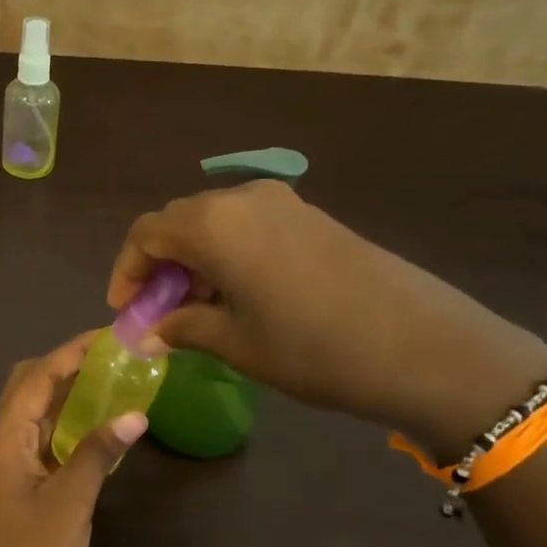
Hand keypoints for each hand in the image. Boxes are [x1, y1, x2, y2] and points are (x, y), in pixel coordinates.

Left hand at [0, 331, 148, 546]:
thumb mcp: (70, 502)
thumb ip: (99, 453)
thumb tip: (134, 413)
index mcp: (2, 437)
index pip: (37, 376)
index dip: (71, 351)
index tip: (108, 335)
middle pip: (29, 387)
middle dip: (67, 367)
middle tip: (113, 359)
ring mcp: (8, 466)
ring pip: (37, 415)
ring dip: (69, 397)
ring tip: (114, 383)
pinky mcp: (20, 488)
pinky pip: (44, 442)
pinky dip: (69, 428)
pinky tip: (101, 431)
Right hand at [107, 180, 546, 456]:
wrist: (421, 345)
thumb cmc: (311, 347)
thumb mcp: (236, 344)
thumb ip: (183, 329)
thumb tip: (150, 333)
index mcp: (213, 224)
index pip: (147, 234)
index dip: (127, 271)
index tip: (125, 310)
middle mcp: (243, 199)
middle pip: (179, 222)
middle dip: (160, 266)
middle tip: (158, 312)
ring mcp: (284, 204)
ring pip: (216, 223)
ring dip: (195, 261)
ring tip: (198, 311)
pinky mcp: (313, 217)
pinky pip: (250, 227)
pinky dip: (229, 255)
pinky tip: (240, 296)